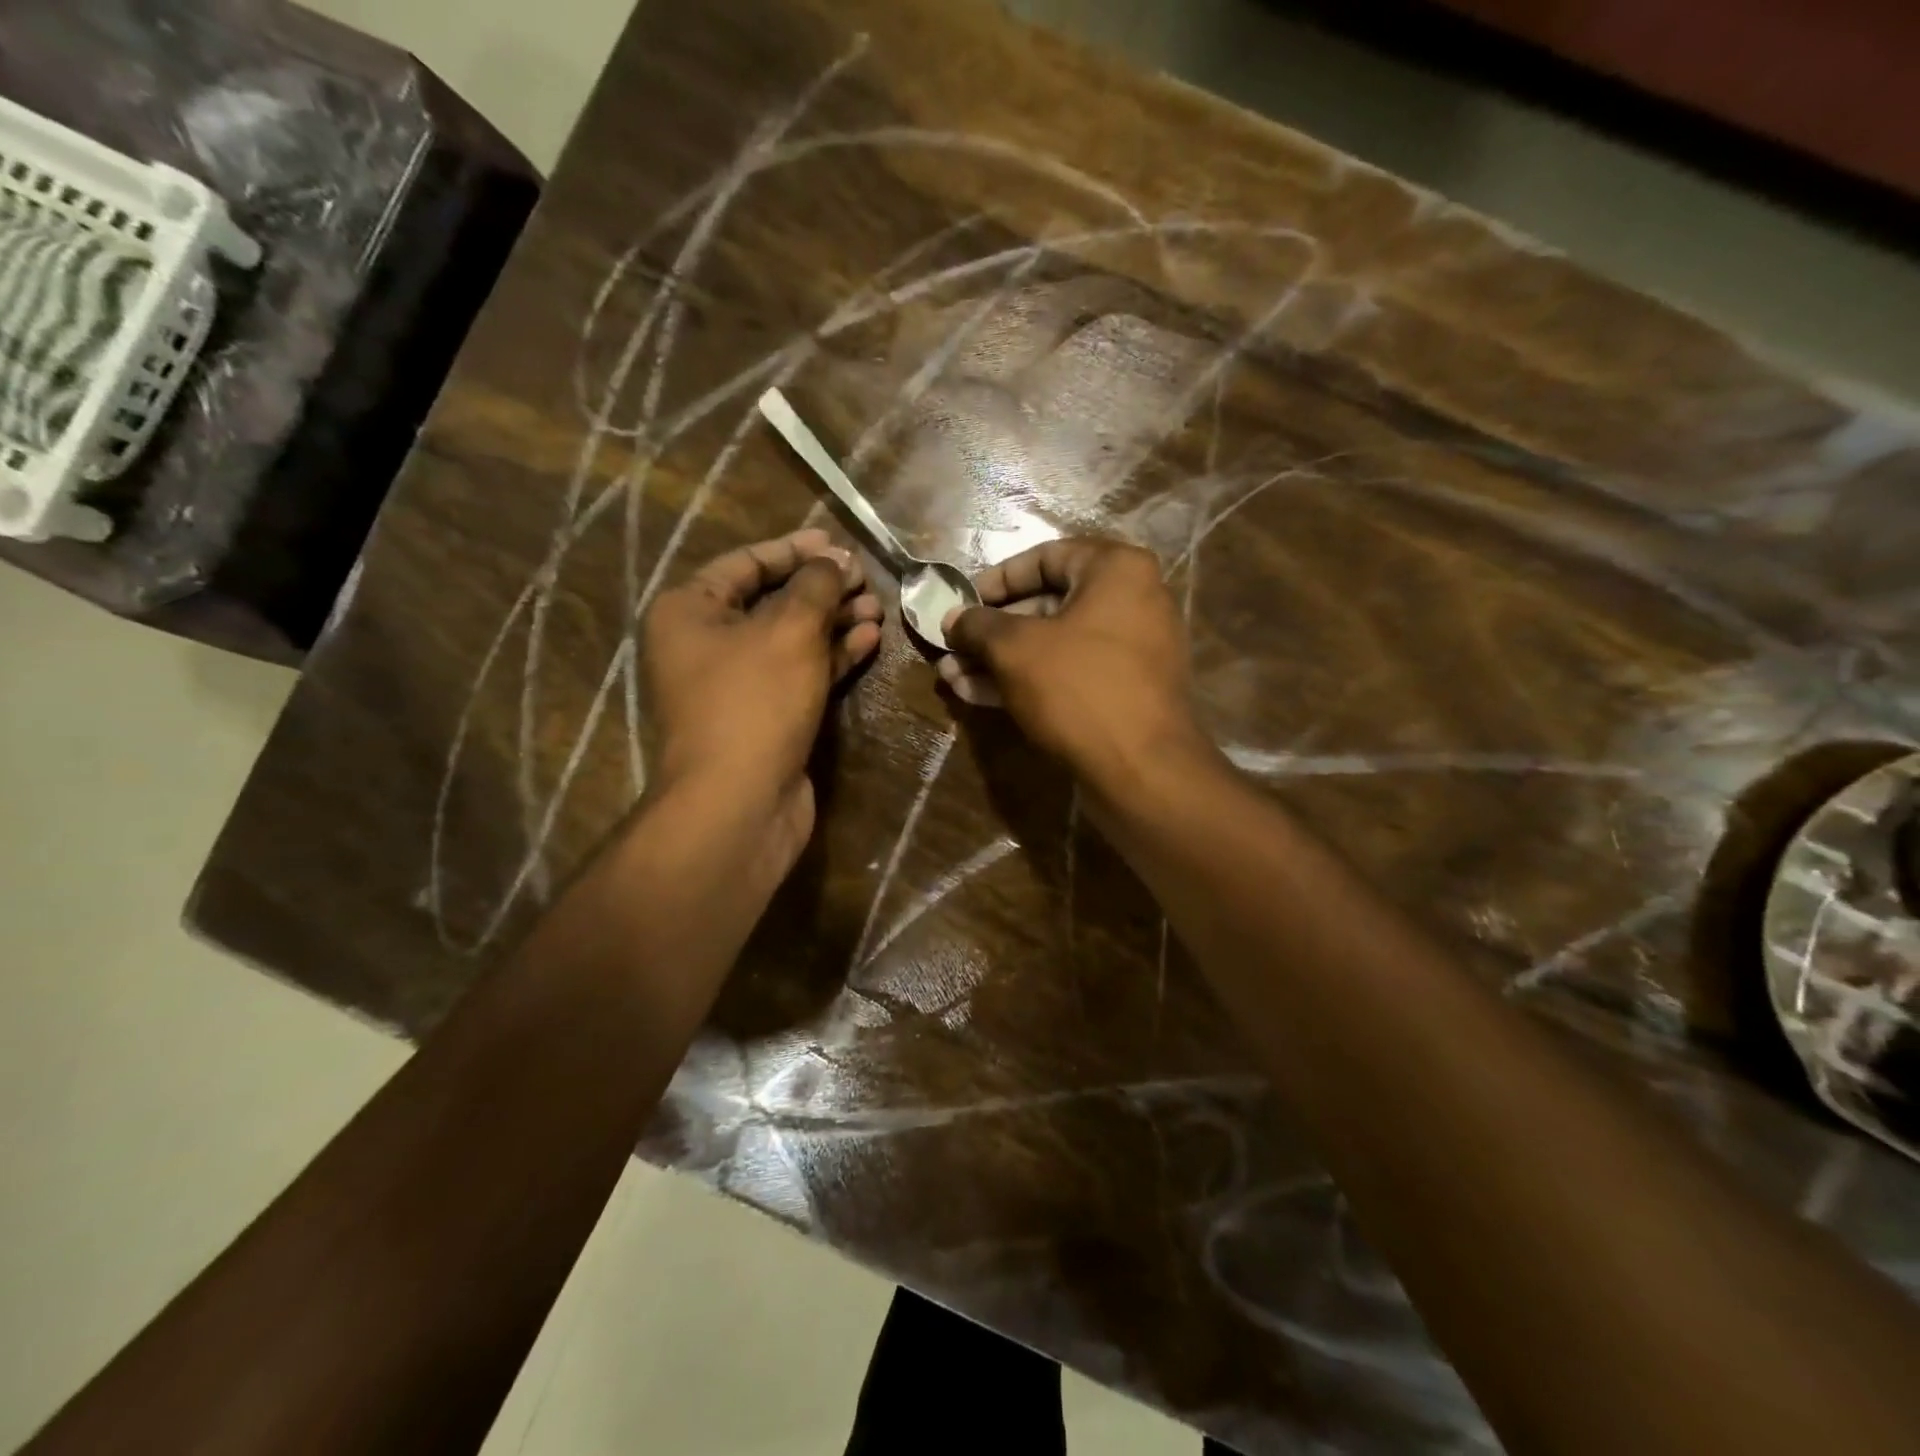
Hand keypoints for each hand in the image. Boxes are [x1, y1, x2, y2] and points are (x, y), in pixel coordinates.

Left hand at [643, 528, 882, 869]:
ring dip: (834, 622)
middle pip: (772, 601)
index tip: (838, 543)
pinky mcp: (767, 716)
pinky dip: (833, 656)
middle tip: (866, 579)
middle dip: (822, 589)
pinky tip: (869, 640)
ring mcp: (737, 684)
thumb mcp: (789, 630)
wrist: (741, 801)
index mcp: (690, 610)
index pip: (746, 563)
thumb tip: (835, 562)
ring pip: (792, 639)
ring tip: (878, 608)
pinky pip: (801, 673)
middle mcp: (707, 643)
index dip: (795, 549)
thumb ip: (815, 585)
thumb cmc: (755, 701)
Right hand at [938, 537, 1211, 786]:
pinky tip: (978, 694)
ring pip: (1053, 644)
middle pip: (1047, 604)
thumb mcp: (1015, 650)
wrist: (1142, 770)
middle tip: (951, 647)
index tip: (962, 603)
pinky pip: (1069, 673)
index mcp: (1117, 570)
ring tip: (951, 676)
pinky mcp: (1124, 691)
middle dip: (991, 631)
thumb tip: (952, 619)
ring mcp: (1132, 649)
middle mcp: (1132, 600)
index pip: (1045, 557)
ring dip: (1000, 660)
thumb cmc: (1078, 689)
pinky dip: (1027, 679)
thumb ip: (978, 626)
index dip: (996, 580)